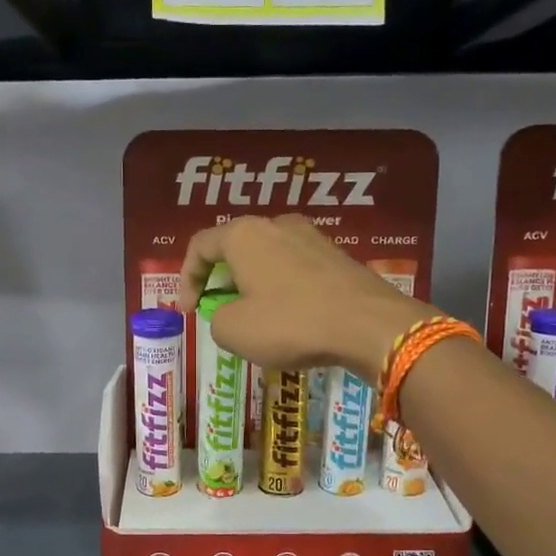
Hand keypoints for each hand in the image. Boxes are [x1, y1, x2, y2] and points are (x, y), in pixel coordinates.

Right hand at [183, 215, 426, 380]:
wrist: (369, 325)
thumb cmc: (291, 323)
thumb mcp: (234, 331)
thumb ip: (216, 319)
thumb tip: (228, 315)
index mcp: (244, 234)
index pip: (200, 246)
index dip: (187, 279)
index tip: (189, 311)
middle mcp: (277, 225)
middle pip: (235, 247)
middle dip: (221, 280)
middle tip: (218, 309)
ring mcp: (312, 237)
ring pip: (267, 257)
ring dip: (253, 284)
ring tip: (254, 316)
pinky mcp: (337, 255)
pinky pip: (295, 268)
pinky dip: (282, 288)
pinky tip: (289, 316)